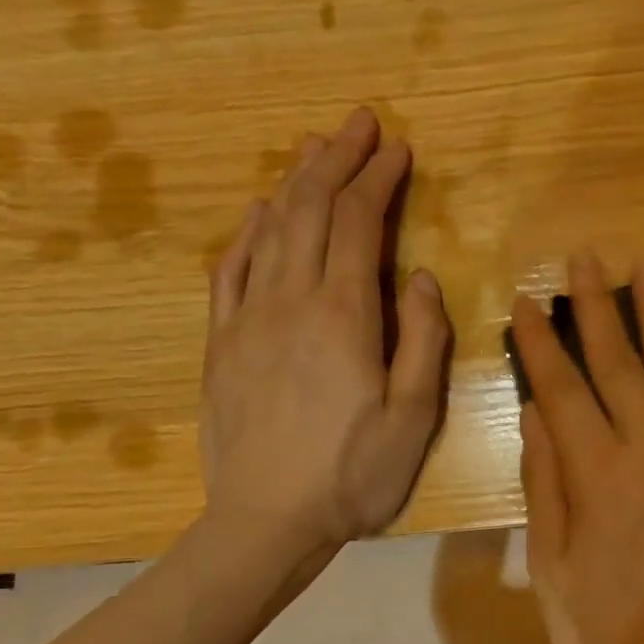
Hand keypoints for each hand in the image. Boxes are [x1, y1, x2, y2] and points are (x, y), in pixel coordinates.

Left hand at [199, 107, 449, 551]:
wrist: (266, 519)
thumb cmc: (352, 476)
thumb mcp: (414, 418)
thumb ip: (423, 341)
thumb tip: (421, 278)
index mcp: (344, 316)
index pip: (360, 223)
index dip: (379, 179)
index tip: (398, 148)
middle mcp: (290, 300)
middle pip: (310, 208)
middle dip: (337, 159)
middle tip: (358, 124)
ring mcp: (247, 318)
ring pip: (269, 228)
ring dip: (295, 183)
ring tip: (315, 151)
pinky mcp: (220, 342)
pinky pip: (231, 267)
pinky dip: (250, 230)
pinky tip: (261, 215)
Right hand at [513, 255, 643, 643]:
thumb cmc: (600, 633)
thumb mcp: (552, 565)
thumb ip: (546, 482)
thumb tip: (537, 410)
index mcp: (597, 477)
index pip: (563, 390)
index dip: (543, 344)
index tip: (528, 301)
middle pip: (620, 367)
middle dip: (598, 309)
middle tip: (584, 259)